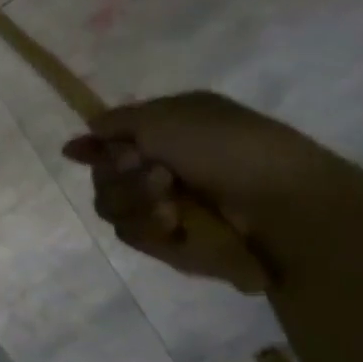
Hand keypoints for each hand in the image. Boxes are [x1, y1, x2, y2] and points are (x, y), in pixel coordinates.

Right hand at [62, 92, 341, 290]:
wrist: (283, 206)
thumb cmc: (229, 148)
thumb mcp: (166, 116)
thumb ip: (115, 123)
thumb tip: (81, 137)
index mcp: (168, 133)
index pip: (110, 142)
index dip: (93, 148)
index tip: (79, 153)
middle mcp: (163, 169)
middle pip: (103, 176)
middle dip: (119, 176)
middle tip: (154, 174)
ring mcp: (167, 208)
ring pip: (112, 207)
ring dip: (135, 202)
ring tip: (170, 205)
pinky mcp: (172, 244)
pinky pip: (135, 236)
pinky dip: (151, 229)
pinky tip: (176, 226)